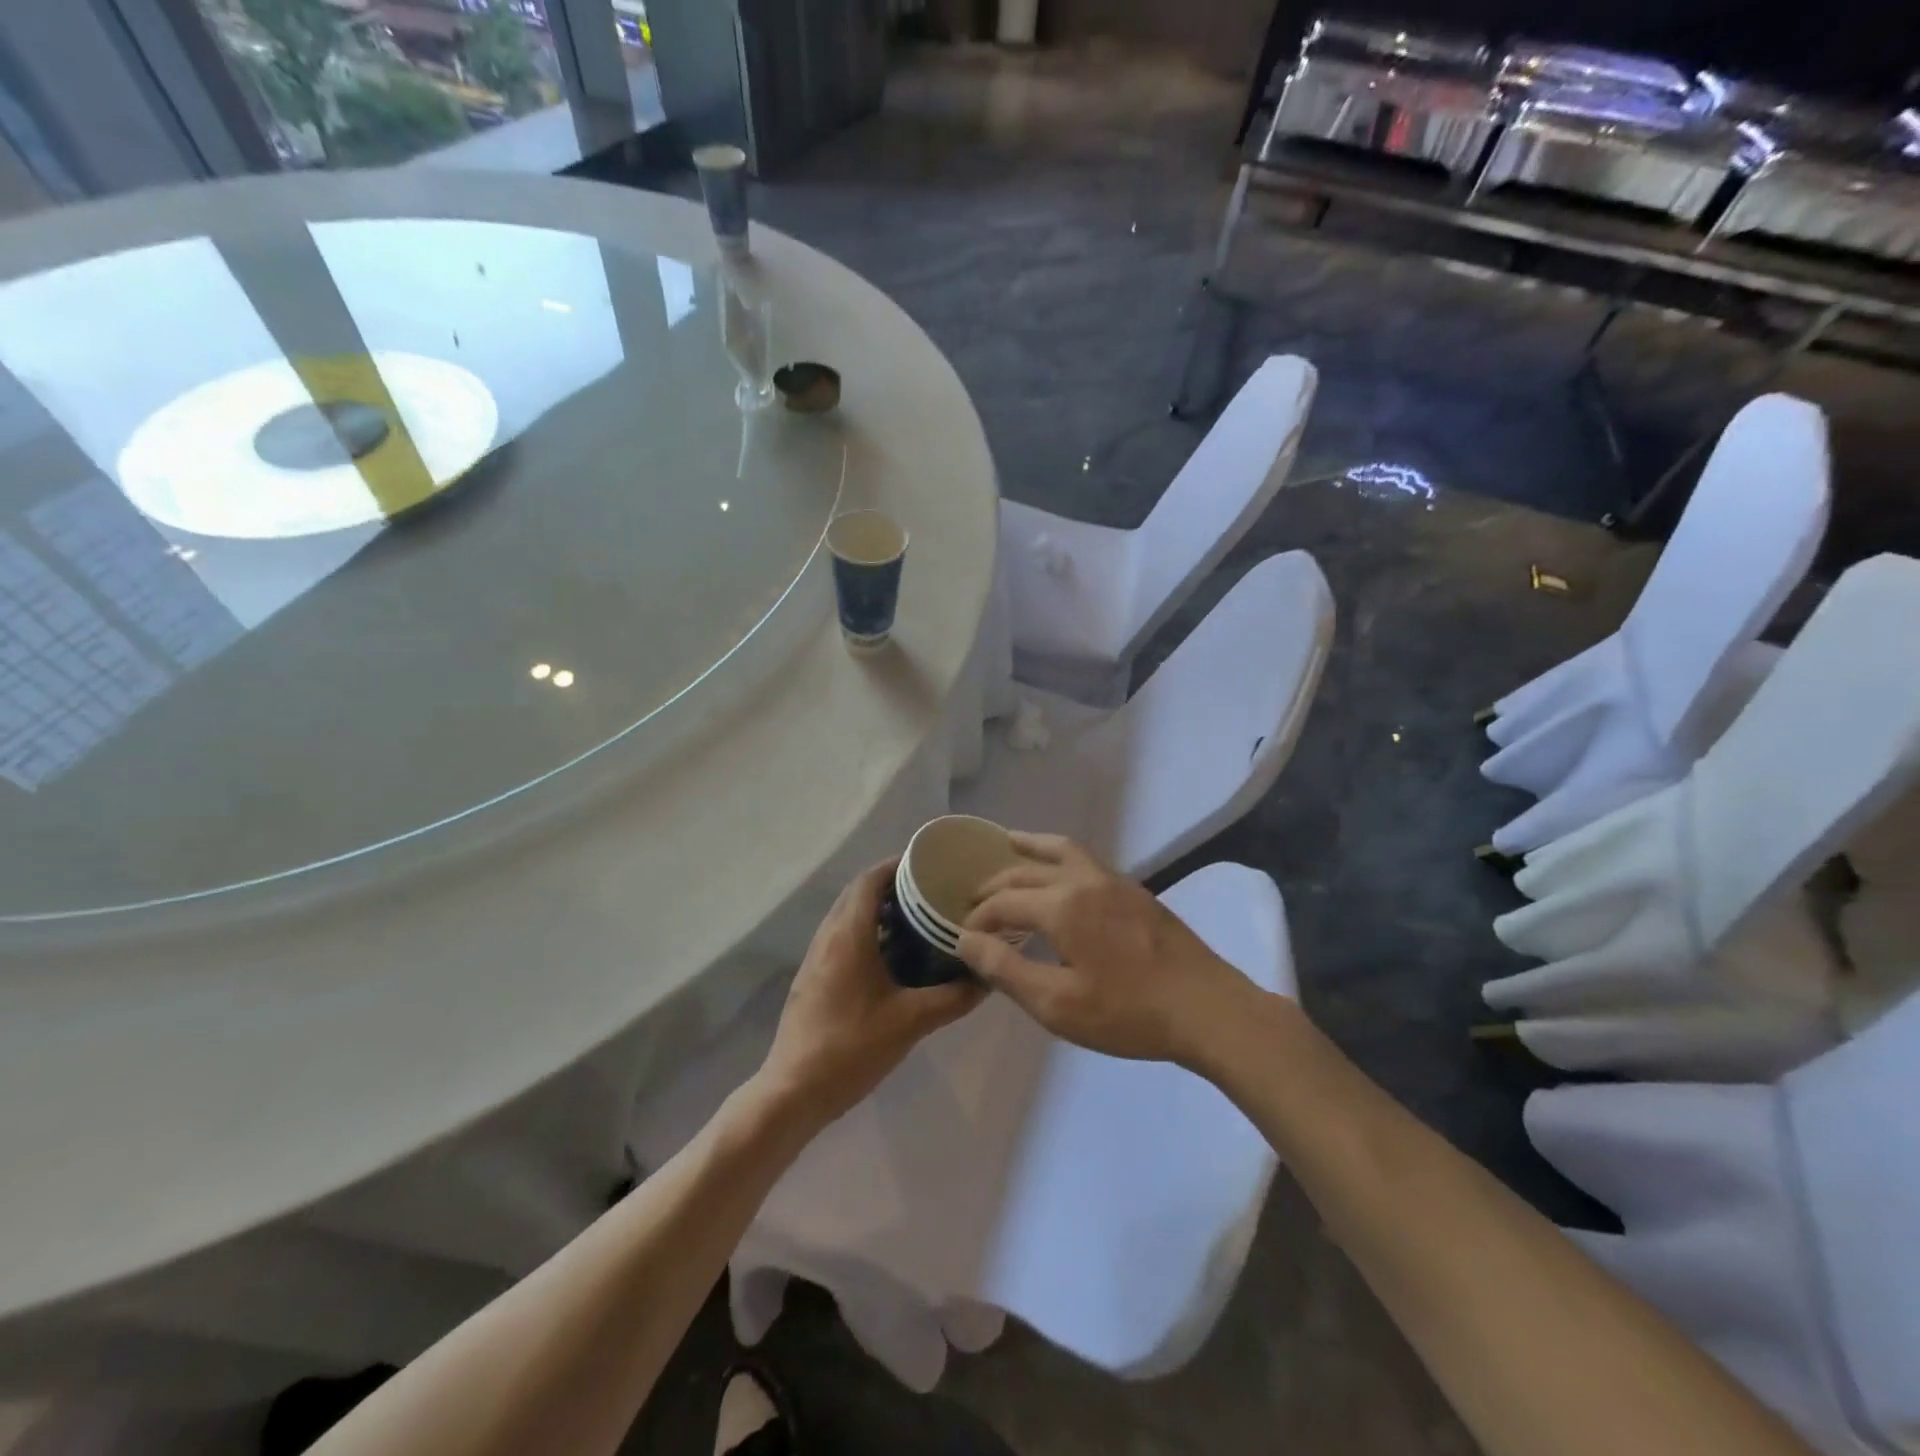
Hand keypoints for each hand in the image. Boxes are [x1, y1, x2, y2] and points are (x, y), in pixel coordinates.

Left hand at [759, 860, 984, 1127]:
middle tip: (932, 892)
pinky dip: (869, 933)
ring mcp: (816, 958)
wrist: (793, 1093)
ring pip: (849, 916)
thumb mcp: (911, 1022)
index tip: (931, 865)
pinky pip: (843, 938)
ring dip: (880, 911)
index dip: (898, 866)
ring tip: (920, 920)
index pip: (870, 879)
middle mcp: (828, 936)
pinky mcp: (814, 978)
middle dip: (894, 887)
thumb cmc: (851, 1048)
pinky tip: (896, 958)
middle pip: (859, 893)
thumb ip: (953, 997)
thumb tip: (988, 977)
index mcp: (848, 934)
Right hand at [956, 834, 1256, 1066]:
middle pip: (1027, 871)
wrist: (1208, 1009)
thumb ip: (1006, 969)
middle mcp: (1084, 880)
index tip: (962, 938)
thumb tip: (965, 940)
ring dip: (1030, 849)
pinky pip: (1085, 859)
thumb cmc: (1128, 1013)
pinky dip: (1059, 856)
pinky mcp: (1135, 891)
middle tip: (973, 899)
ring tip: (1009, 843)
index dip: (977, 918)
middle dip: (995, 884)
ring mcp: (1114, 880)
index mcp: (1062, 905)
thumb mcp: (1057, 1004)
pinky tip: (1061, 873)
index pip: (1003, 902)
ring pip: (1061, 850)